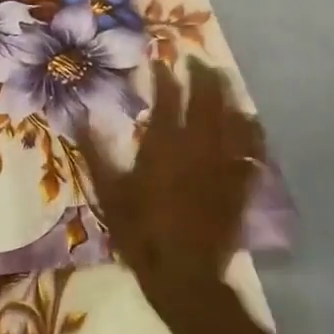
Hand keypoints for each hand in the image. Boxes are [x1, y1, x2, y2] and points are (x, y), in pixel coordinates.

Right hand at [83, 58, 265, 298]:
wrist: (184, 274)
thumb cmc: (139, 232)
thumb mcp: (108, 192)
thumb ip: (95, 152)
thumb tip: (80, 117)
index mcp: (163, 147)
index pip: (168, 100)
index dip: (165, 77)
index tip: (161, 61)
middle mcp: (198, 149)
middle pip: (207, 102)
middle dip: (203, 76)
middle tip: (197, 59)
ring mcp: (224, 166)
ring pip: (234, 120)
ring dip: (229, 96)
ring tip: (224, 79)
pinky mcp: (241, 186)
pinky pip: (253, 151)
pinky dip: (252, 131)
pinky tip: (249, 122)